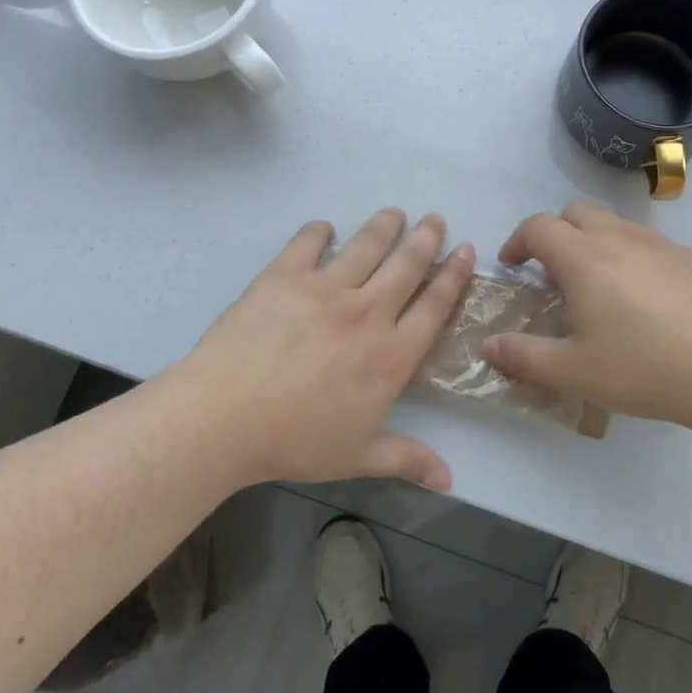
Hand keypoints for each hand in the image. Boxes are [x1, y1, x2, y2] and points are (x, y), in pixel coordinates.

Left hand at [168, 209, 474, 490]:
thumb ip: (406, 458)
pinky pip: (308, 242)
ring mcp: (326, 289)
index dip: (454, 275)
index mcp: (391, 355)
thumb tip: (449, 479)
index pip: (434, 305)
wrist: (225, 417)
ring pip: (367, 245)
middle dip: (426, 239)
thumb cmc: (296, 441)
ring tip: (394, 214)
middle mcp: (368, 312)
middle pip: (407, 265)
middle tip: (435, 219)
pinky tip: (324, 228)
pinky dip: (319, 231)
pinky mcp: (285, 275)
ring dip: (385, 226)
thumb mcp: (357, 456)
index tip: (466, 250)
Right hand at [483, 200, 691, 432]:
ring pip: (614, 224)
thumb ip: (524, 356)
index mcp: (583, 257)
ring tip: (599, 288)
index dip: (517, 241)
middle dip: (555, 233)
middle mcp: (619, 238)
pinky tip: (644, 300)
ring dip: (594, 242)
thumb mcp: (573, 370)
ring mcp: (660, 244)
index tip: (513, 266)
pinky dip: (630, 256)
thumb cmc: (641, 367)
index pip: (538, 226)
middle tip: (554, 274)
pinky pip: (648, 243)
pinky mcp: (691, 258)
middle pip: (575, 211)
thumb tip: (488, 346)